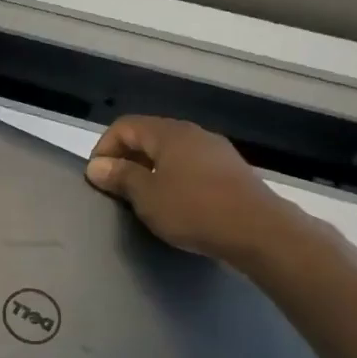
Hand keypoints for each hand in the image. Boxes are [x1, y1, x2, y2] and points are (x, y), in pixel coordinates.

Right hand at [84, 115, 299, 262]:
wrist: (259, 231)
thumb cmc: (194, 209)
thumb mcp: (147, 196)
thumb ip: (120, 177)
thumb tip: (97, 166)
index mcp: (169, 133)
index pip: (124, 126)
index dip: (104, 148)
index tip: (98, 179)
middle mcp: (193, 134)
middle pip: (148, 136)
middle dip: (126, 159)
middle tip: (116, 190)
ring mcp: (216, 151)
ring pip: (171, 152)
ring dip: (150, 170)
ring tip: (143, 199)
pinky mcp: (231, 171)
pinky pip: (191, 166)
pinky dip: (174, 178)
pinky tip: (175, 204)